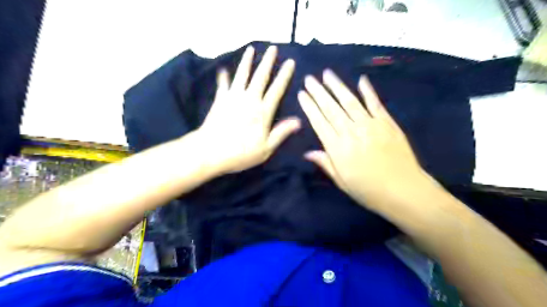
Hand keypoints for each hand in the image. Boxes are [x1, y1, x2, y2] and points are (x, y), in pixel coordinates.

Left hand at [197, 46, 297, 172]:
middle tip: (273, 48)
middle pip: (260, 77)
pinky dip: (223, 77)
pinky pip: (223, 85)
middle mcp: (249, 100)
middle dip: (268, 61)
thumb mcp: (266, 148)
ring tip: (251, 49)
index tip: (290, 62)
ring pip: (242, 75)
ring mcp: (233, 98)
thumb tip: (298, 121)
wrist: (210, 151)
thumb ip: (281, 133)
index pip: (277, 89)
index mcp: (263, 112)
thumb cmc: (241, 153)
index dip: (284, 75)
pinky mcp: (220, 100)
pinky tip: (223, 70)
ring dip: (247, 61)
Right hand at [297, 70, 433, 211]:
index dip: (309, 107)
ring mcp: (370, 125)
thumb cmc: (369, 190)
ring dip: (337, 86)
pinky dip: (368, 91)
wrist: (404, 191)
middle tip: (309, 78)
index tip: (301, 94)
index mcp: (338, 149)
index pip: (319, 123)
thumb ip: (325, 163)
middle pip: (331, 108)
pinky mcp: (387, 123)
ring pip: (350, 101)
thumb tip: (307, 153)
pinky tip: (360, 79)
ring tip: (327, 74)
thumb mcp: (342, 182)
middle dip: (318, 92)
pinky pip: (375, 103)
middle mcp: (351, 133)